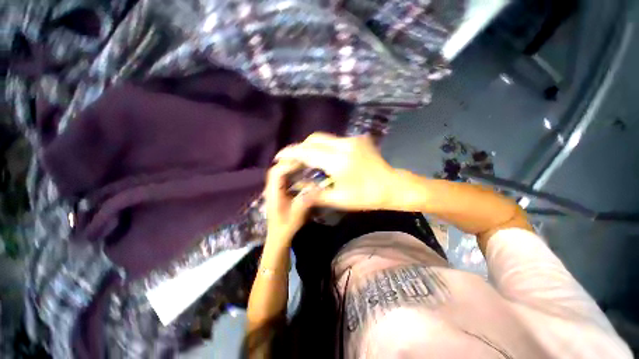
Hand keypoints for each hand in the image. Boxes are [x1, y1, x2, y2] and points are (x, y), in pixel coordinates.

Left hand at [264, 160, 318, 247]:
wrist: (277, 236)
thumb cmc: (286, 228)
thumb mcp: (297, 216)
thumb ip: (304, 201)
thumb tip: (315, 187)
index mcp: (274, 193)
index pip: (277, 173)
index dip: (289, 165)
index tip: (303, 162)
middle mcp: (271, 188)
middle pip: (276, 169)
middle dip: (289, 162)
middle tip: (304, 160)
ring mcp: (273, 189)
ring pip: (278, 171)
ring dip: (289, 165)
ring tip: (303, 163)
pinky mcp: (277, 191)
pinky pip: (282, 177)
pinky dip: (290, 171)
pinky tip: (299, 172)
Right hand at [275, 133, 397, 210]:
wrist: (393, 186)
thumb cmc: (367, 197)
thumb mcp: (339, 200)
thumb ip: (315, 194)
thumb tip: (297, 190)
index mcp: (339, 161)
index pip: (308, 152)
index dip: (291, 153)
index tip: (279, 156)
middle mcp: (344, 144)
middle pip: (314, 139)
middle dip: (300, 148)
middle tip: (293, 160)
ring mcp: (352, 139)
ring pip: (324, 137)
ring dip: (312, 146)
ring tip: (306, 159)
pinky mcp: (357, 139)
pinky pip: (334, 139)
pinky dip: (324, 146)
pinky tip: (323, 157)